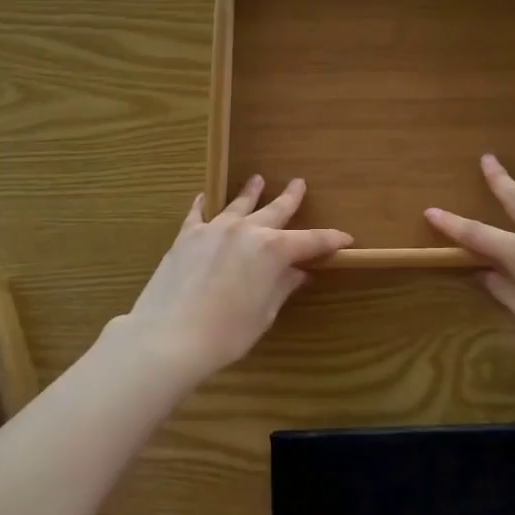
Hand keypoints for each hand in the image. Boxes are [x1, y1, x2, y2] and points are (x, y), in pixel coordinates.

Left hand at [118, 176, 350, 382]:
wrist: (168, 336)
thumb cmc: (226, 333)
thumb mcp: (263, 314)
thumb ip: (282, 287)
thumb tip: (298, 273)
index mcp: (273, 250)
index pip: (311, 240)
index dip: (331, 239)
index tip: (345, 238)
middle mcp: (247, 230)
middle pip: (275, 210)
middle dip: (290, 198)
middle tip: (299, 183)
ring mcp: (214, 229)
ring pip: (238, 204)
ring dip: (250, 192)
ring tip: (257, 179)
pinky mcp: (187, 236)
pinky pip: (198, 212)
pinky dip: (204, 203)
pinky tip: (204, 196)